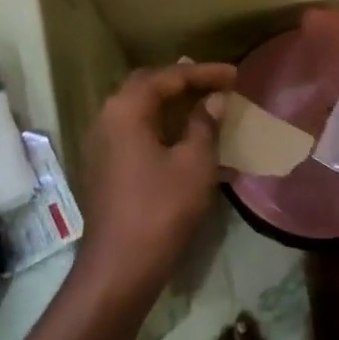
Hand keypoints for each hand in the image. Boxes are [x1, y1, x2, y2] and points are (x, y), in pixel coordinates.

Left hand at [77, 61, 235, 298]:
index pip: (168, 77)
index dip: (203, 73)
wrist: (120, 266)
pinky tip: (195, 147)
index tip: (235, 75)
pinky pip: (140, 137)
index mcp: (126, 110)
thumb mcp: (194, 163)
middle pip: (149, 88)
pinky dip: (167, 133)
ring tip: (210, 110)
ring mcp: (103, 145)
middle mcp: (108, 119)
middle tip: (217, 85)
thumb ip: (205, 124)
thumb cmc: (161, 209)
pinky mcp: (107, 168)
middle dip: (185, 84)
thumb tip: (214, 100)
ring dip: (176, 109)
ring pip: (144, 114)